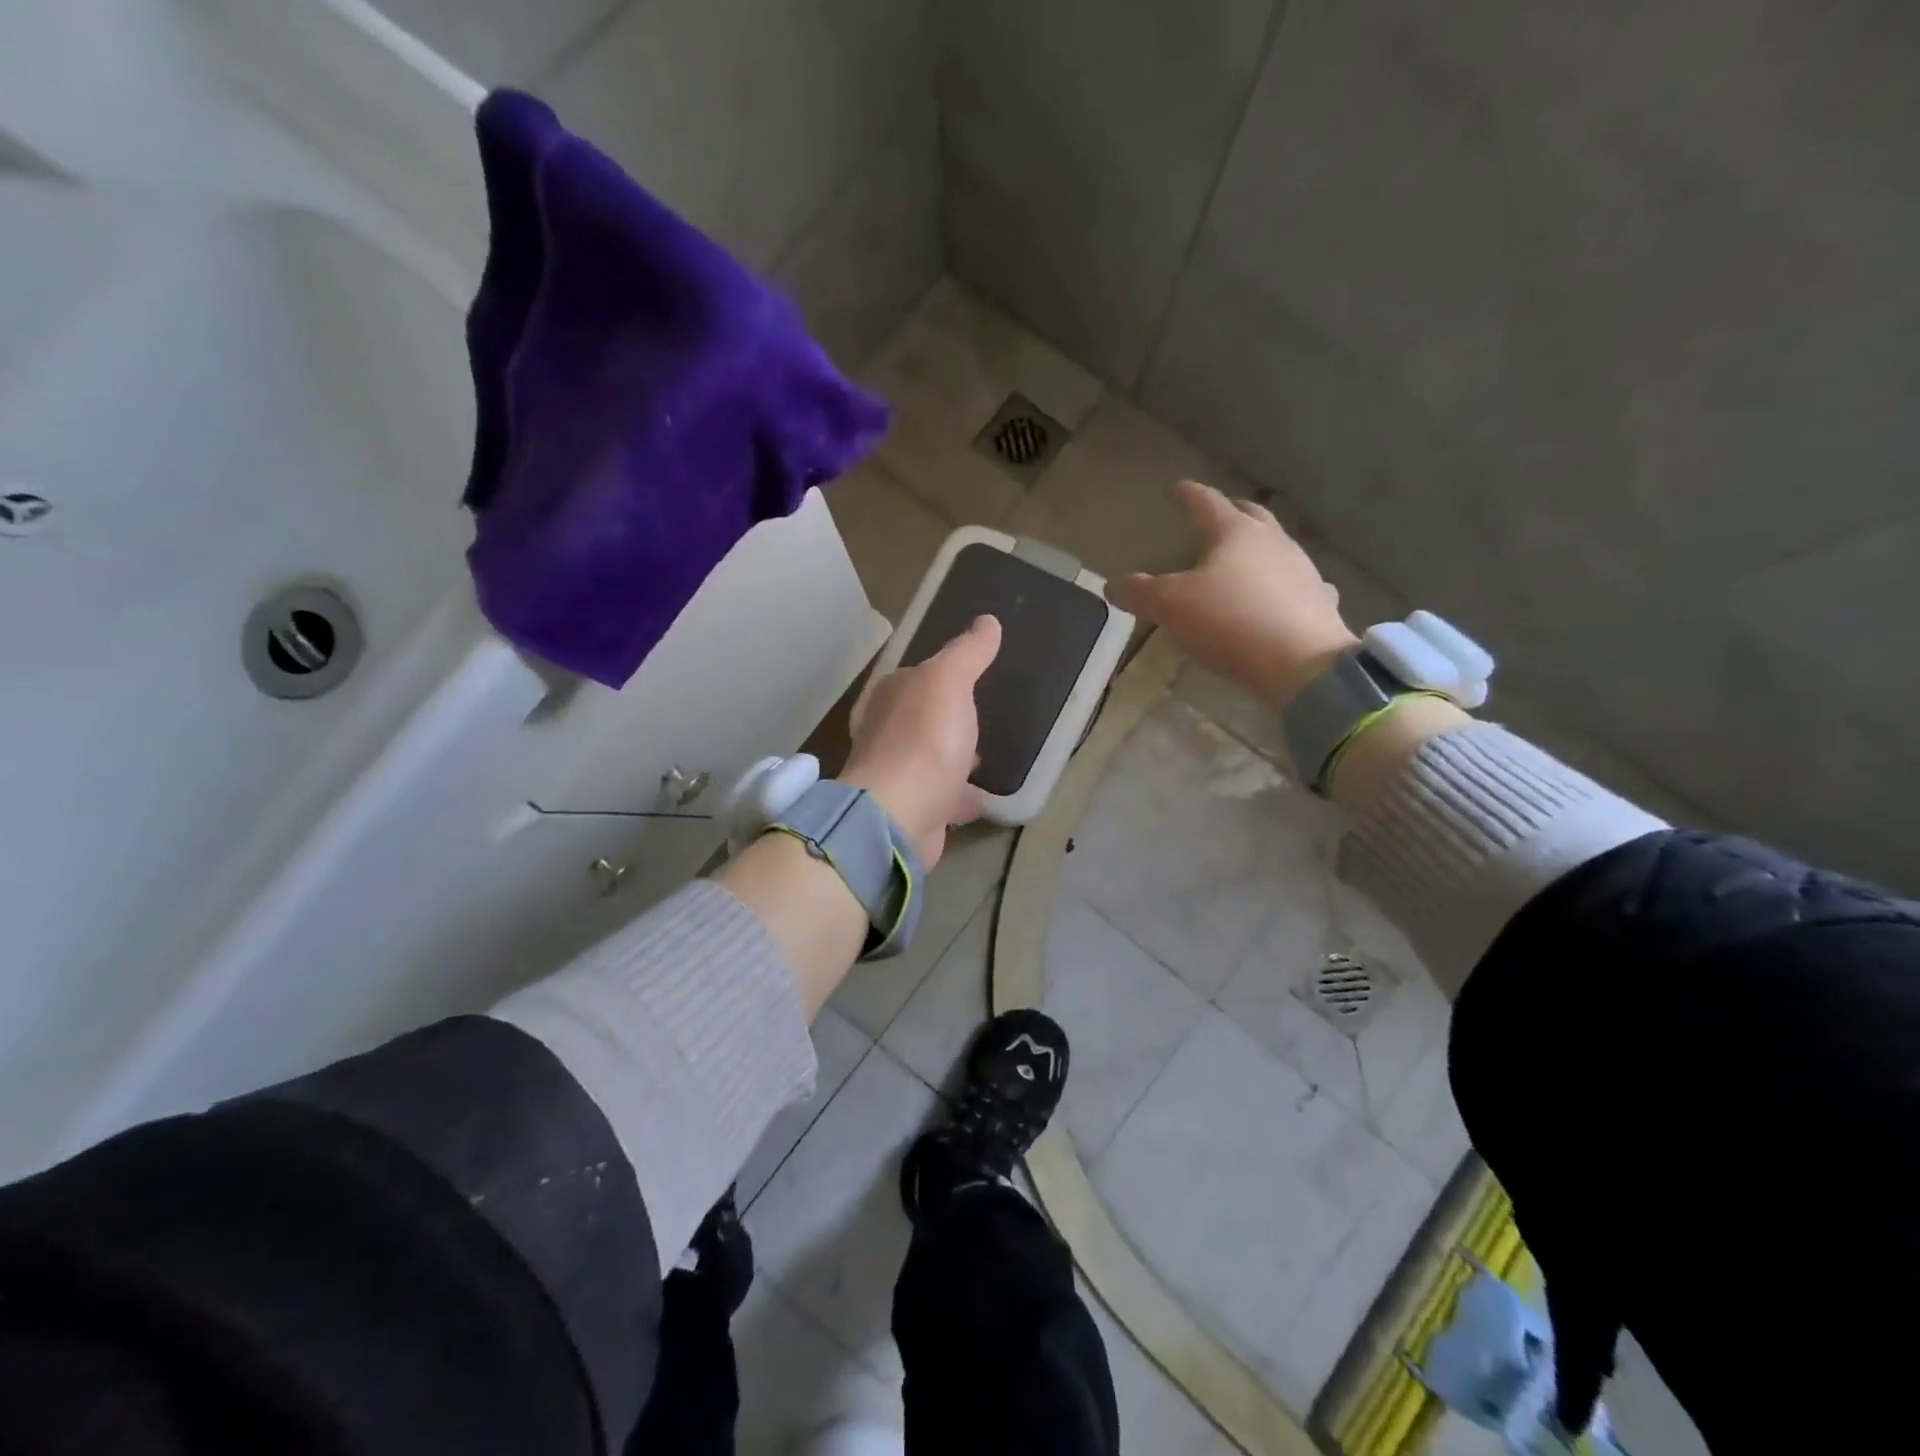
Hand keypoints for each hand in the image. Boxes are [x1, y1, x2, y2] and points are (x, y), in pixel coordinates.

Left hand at [841, 614, 1001, 867]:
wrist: (897, 817)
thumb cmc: (924, 741)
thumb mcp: (950, 682)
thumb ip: (968, 653)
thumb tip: (987, 621)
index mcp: (893, 695)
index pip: (920, 676)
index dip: (946, 675)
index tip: (974, 677)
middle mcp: (888, 731)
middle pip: (924, 718)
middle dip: (949, 718)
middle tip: (981, 718)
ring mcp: (897, 774)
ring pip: (931, 758)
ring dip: (952, 756)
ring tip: (982, 758)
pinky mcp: (909, 810)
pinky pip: (939, 796)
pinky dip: (956, 795)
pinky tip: (977, 798)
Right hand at [1113, 480, 1357, 708]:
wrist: (1301, 663)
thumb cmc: (1229, 622)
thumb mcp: (1171, 607)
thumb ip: (1141, 592)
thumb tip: (1114, 585)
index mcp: (1236, 533)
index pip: (1207, 503)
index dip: (1188, 495)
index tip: (1176, 488)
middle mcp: (1273, 542)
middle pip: (1252, 516)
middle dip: (1232, 511)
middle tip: (1217, 513)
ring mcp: (1302, 570)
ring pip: (1278, 547)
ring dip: (1259, 547)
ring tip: (1243, 558)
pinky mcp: (1319, 602)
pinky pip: (1298, 583)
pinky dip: (1283, 583)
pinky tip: (1280, 594)